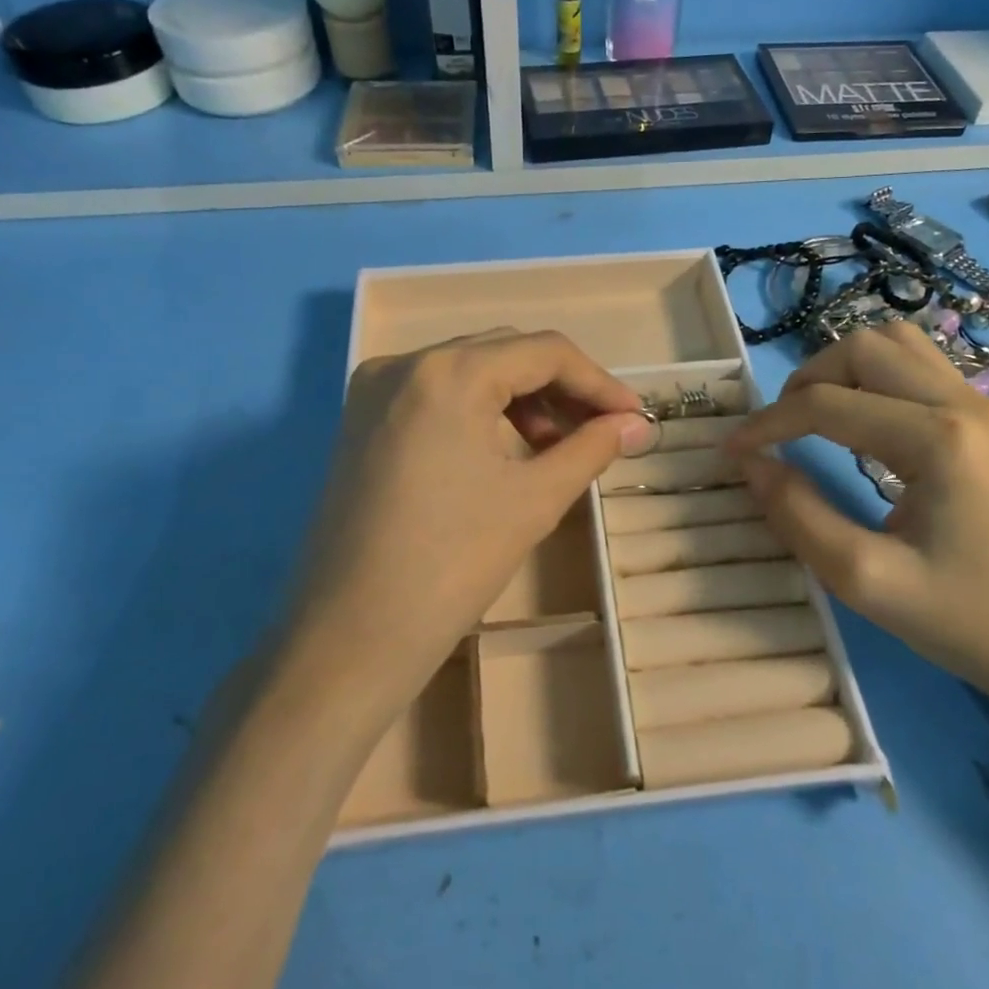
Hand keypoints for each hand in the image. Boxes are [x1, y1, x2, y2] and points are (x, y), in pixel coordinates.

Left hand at [276, 329, 651, 723]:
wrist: (351, 637)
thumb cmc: (451, 565)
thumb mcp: (534, 499)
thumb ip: (591, 447)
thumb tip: (637, 424)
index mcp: (447, 372)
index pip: (543, 352)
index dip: (598, 383)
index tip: (633, 419)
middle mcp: (404, 363)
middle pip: (504, 353)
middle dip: (561, 388)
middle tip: (601, 431)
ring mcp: (374, 391)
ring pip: (469, 371)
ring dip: (521, 399)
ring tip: (556, 446)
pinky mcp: (361, 422)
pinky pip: (436, 395)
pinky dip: (480, 411)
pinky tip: (505, 450)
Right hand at [724, 322, 988, 729]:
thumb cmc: (969, 623)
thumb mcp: (866, 580)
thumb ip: (797, 515)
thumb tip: (750, 464)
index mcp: (938, 440)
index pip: (826, 403)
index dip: (767, 424)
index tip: (729, 452)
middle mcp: (965, 403)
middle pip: (864, 347)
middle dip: (806, 381)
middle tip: (780, 432)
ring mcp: (985, 407)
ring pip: (896, 344)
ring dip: (843, 370)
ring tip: (816, 418)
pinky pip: (921, 367)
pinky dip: (875, 379)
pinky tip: (862, 425)